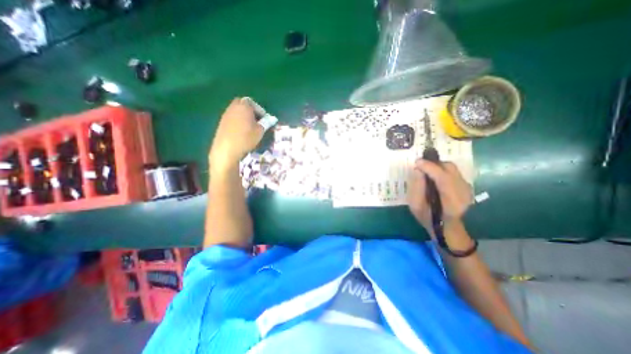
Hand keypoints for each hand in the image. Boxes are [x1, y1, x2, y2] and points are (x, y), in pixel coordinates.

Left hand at [209, 97, 263, 173]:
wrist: (227, 149)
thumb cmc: (246, 138)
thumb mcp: (260, 131)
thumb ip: (267, 122)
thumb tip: (272, 118)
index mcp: (244, 106)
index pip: (253, 103)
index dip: (260, 110)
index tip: (264, 120)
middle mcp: (233, 107)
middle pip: (243, 104)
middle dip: (251, 111)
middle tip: (257, 121)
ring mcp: (226, 114)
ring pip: (237, 111)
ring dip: (244, 116)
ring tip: (250, 128)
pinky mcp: (221, 122)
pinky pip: (232, 117)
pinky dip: (238, 121)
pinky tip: (241, 132)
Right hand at [410, 157, 472, 232]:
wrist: (446, 227)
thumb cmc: (428, 218)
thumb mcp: (416, 206)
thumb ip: (416, 188)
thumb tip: (418, 170)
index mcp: (451, 202)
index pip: (443, 178)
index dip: (430, 167)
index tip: (417, 162)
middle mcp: (463, 193)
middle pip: (450, 169)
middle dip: (433, 164)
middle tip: (420, 165)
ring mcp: (467, 189)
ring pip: (452, 169)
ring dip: (438, 166)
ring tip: (426, 169)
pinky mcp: (467, 186)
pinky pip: (454, 172)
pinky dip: (442, 170)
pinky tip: (434, 175)